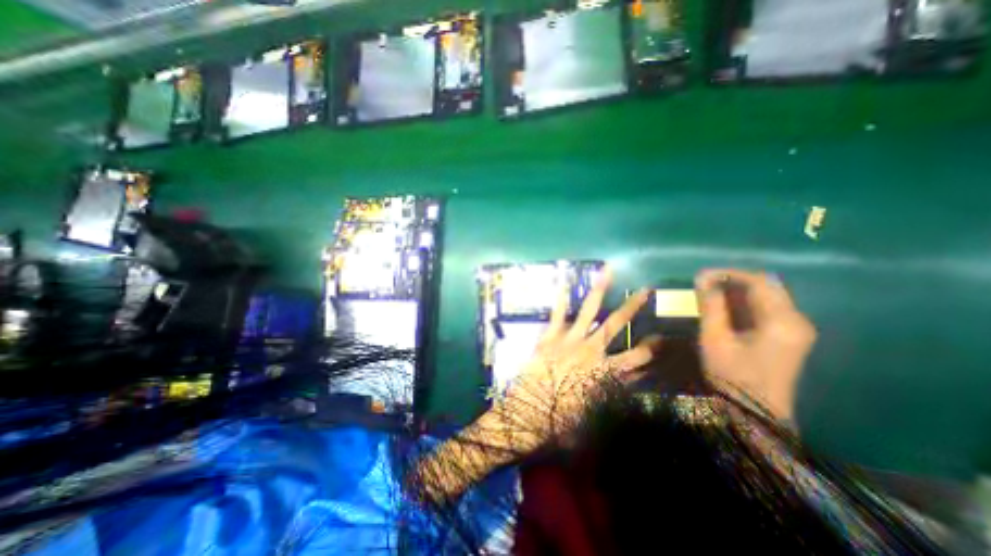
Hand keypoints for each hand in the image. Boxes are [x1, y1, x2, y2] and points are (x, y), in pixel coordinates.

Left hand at [503, 268, 654, 444]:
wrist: (529, 413)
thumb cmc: (562, 419)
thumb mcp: (596, 412)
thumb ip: (614, 394)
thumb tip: (631, 382)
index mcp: (605, 371)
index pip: (637, 357)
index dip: (653, 348)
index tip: (663, 337)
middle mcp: (591, 349)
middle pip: (616, 324)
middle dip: (632, 306)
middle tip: (645, 290)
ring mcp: (569, 339)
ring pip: (588, 309)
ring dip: (599, 289)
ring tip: (607, 270)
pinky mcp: (550, 336)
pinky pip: (557, 312)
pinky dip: (560, 297)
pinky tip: (563, 281)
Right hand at [692, 270, 817, 421]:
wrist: (753, 412)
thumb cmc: (732, 375)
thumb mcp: (715, 338)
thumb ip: (711, 306)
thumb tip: (702, 279)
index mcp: (783, 321)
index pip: (760, 282)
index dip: (728, 274)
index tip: (701, 276)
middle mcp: (797, 320)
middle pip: (766, 286)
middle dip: (732, 281)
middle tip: (703, 285)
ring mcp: (795, 328)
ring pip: (766, 296)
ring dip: (736, 291)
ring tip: (708, 294)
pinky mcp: (788, 336)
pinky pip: (766, 309)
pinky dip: (743, 303)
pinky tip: (723, 308)